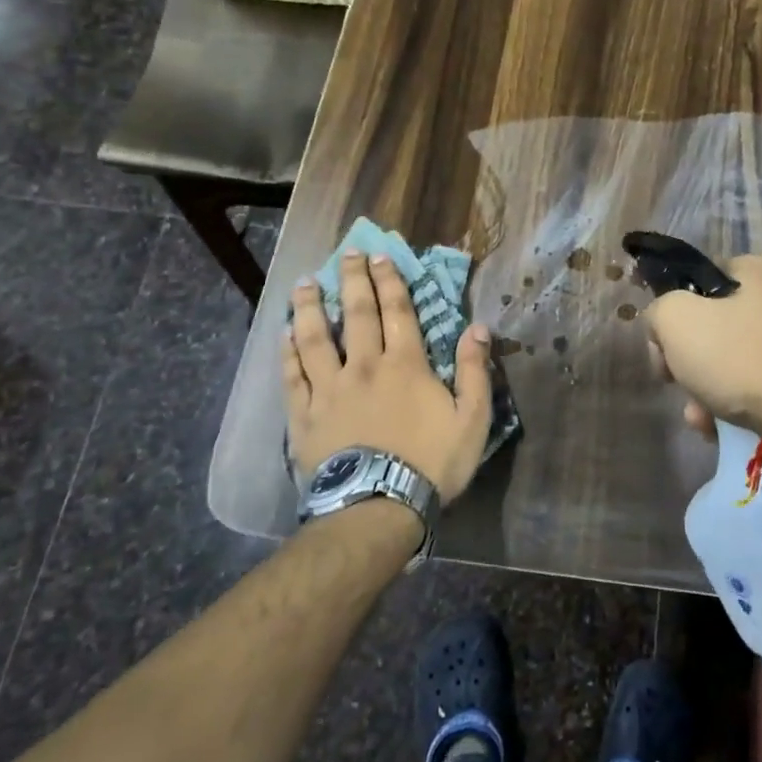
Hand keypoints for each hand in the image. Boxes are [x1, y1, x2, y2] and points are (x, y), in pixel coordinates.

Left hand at [284, 250, 493, 504]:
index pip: (397, 311)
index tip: (380, 256)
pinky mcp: (304, 416)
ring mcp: (329, 390)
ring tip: (304, 283)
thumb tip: (478, 327)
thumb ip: (475, 371)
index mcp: (405, 365)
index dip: (389, 281)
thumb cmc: (431, 463)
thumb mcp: (472, 420)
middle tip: (346, 254)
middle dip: (352, 280)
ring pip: (315, 338)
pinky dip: (287, 353)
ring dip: (310, 307)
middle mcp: (363, 366)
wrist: (378, 507)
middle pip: (357, 315)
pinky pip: (292, 377)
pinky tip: (283, 335)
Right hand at [642, 254, 761, 436]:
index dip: (669, 314)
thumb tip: (664, 325)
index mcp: (752, 270)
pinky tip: (718, 426)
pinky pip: (751, 383)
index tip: (662, 347)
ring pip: (727, 360)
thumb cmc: (737, 357)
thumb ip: (658, 311)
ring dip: (702, 389)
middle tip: (675, 382)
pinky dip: (730, 402)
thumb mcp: (676, 320)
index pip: (693, 282)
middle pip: (708, 325)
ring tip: (699, 417)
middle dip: (685, 361)